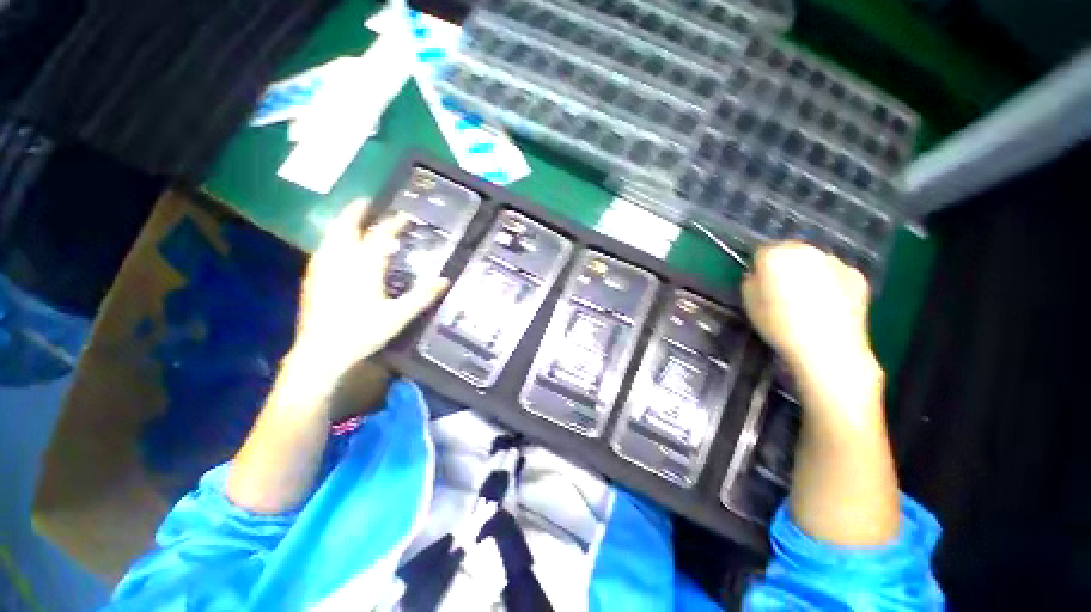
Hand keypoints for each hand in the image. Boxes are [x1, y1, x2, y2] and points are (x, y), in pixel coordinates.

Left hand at [284, 201, 448, 392]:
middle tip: (366, 202)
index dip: (393, 224)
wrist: (321, 352)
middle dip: (355, 211)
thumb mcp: (399, 316)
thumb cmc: (363, 332)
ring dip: (342, 224)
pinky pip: (323, 250)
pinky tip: (336, 248)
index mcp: (363, 267)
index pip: (380, 236)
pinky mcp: (312, 279)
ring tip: (353, 220)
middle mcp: (339, 261)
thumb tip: (445, 280)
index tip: (404, 216)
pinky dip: (333, 240)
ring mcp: (322, 269)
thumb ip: (423, 296)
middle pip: (345, 227)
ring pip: (330, 236)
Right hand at [742, 242, 871, 372]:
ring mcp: (835, 261)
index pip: (762, 252)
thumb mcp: (749, 303)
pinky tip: (827, 305)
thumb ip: (751, 282)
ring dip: (808, 273)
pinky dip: (830, 283)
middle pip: (791, 251)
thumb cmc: (779, 325)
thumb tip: (759, 276)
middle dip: (785, 266)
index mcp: (776, 255)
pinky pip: (835, 274)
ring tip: (807, 300)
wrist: (827, 348)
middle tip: (782, 290)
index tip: (760, 284)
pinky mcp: (857, 275)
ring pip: (814, 261)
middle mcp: (807, 250)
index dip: (760, 268)